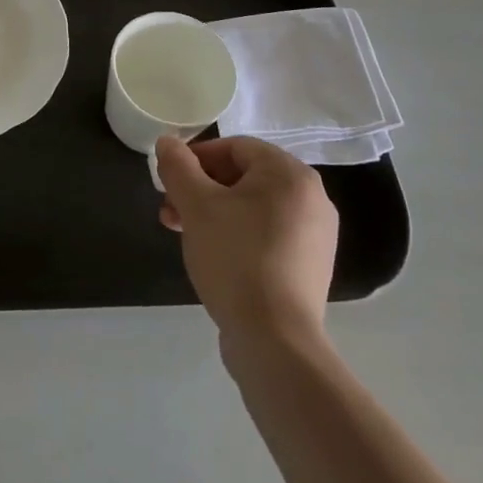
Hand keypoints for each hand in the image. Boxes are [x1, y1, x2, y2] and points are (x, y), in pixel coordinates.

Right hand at [155, 135, 338, 352]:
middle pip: (244, 177)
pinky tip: (213, 256)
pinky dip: (237, 234)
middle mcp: (312, 198)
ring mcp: (315, 235)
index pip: (235, 147)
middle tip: (170, 210)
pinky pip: (266, 234)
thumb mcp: (196, 205)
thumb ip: (178, 167)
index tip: (169, 181)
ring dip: (213, 212)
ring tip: (183, 234)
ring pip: (253, 207)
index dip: (196, 158)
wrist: (275, 340)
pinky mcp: (310, 266)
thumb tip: (167, 142)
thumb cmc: (235, 258)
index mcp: (290, 174)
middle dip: (200, 189)